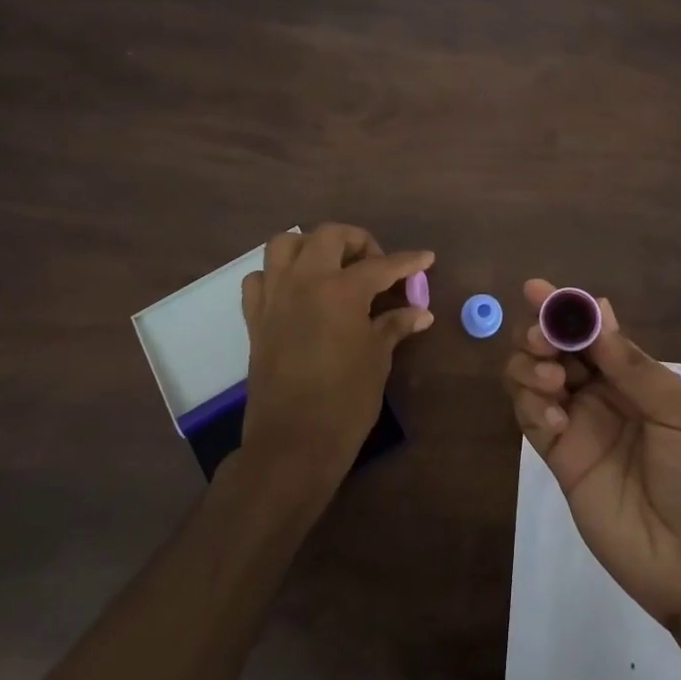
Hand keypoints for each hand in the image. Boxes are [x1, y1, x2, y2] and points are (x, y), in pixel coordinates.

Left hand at [239, 224, 433, 496]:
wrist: (292, 444)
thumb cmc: (344, 401)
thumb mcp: (377, 359)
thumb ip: (394, 326)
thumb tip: (420, 312)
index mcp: (341, 290)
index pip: (381, 265)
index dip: (408, 262)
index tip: (425, 258)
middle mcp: (304, 281)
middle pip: (329, 236)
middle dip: (357, 242)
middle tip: (375, 266)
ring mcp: (274, 297)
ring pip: (285, 244)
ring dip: (311, 247)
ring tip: (332, 268)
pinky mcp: (255, 318)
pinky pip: (260, 278)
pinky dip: (278, 275)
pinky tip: (296, 293)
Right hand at [503, 280, 680, 629]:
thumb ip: (633, 366)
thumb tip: (597, 311)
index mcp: (635, 376)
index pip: (592, 331)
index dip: (565, 308)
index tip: (537, 289)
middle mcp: (602, 394)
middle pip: (554, 349)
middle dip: (541, 334)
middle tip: (544, 342)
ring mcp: (579, 427)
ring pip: (533, 379)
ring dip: (531, 367)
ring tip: (553, 382)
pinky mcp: (561, 462)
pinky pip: (532, 422)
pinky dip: (532, 409)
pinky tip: (556, 421)